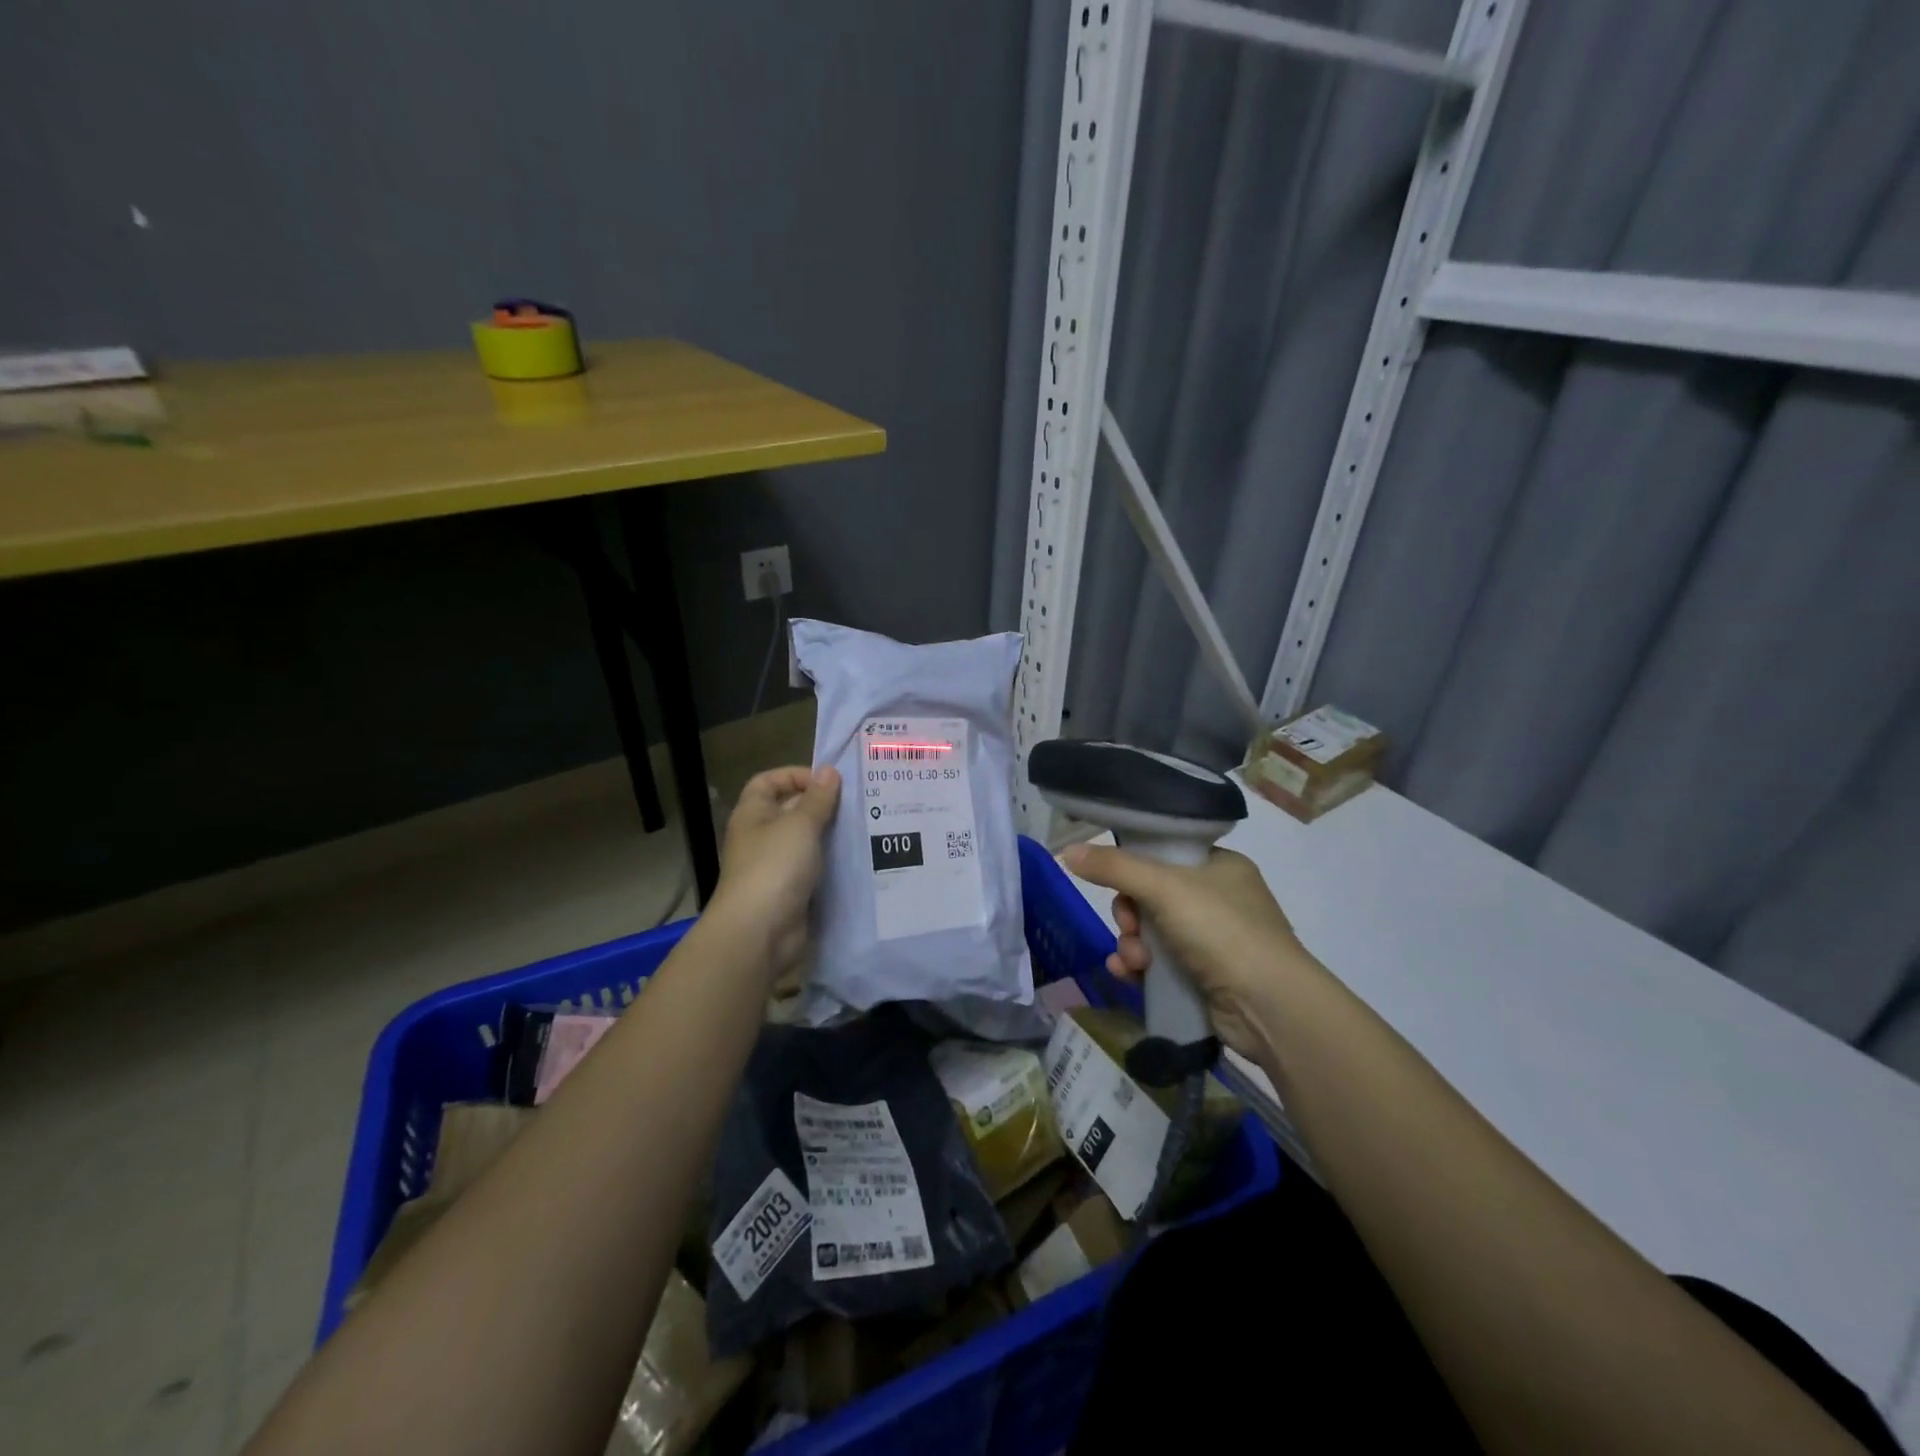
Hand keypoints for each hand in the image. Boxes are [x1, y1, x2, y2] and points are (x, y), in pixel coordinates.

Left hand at [710, 765, 840, 979]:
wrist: (760, 933)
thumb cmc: (774, 867)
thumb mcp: (799, 825)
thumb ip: (817, 798)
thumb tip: (829, 771)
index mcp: (753, 814)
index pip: (768, 782)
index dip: (795, 775)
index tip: (828, 781)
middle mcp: (761, 837)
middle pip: (790, 810)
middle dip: (821, 805)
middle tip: (860, 802)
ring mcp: (776, 866)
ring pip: (807, 841)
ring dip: (831, 835)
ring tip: (866, 827)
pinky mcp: (792, 892)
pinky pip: (815, 869)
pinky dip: (833, 863)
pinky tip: (859, 858)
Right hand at [1058, 843, 1317, 1060]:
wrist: (1268, 1006)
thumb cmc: (1221, 929)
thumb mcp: (1164, 887)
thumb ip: (1114, 867)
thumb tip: (1068, 851)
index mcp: (1220, 866)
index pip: (1166, 854)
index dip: (1136, 868)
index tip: (1121, 883)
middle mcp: (1218, 899)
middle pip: (1151, 895)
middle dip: (1129, 914)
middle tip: (1129, 925)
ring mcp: (1213, 941)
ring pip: (1151, 932)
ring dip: (1131, 944)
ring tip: (1133, 961)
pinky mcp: (1204, 977)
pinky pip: (1159, 964)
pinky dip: (1139, 967)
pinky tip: (1127, 975)